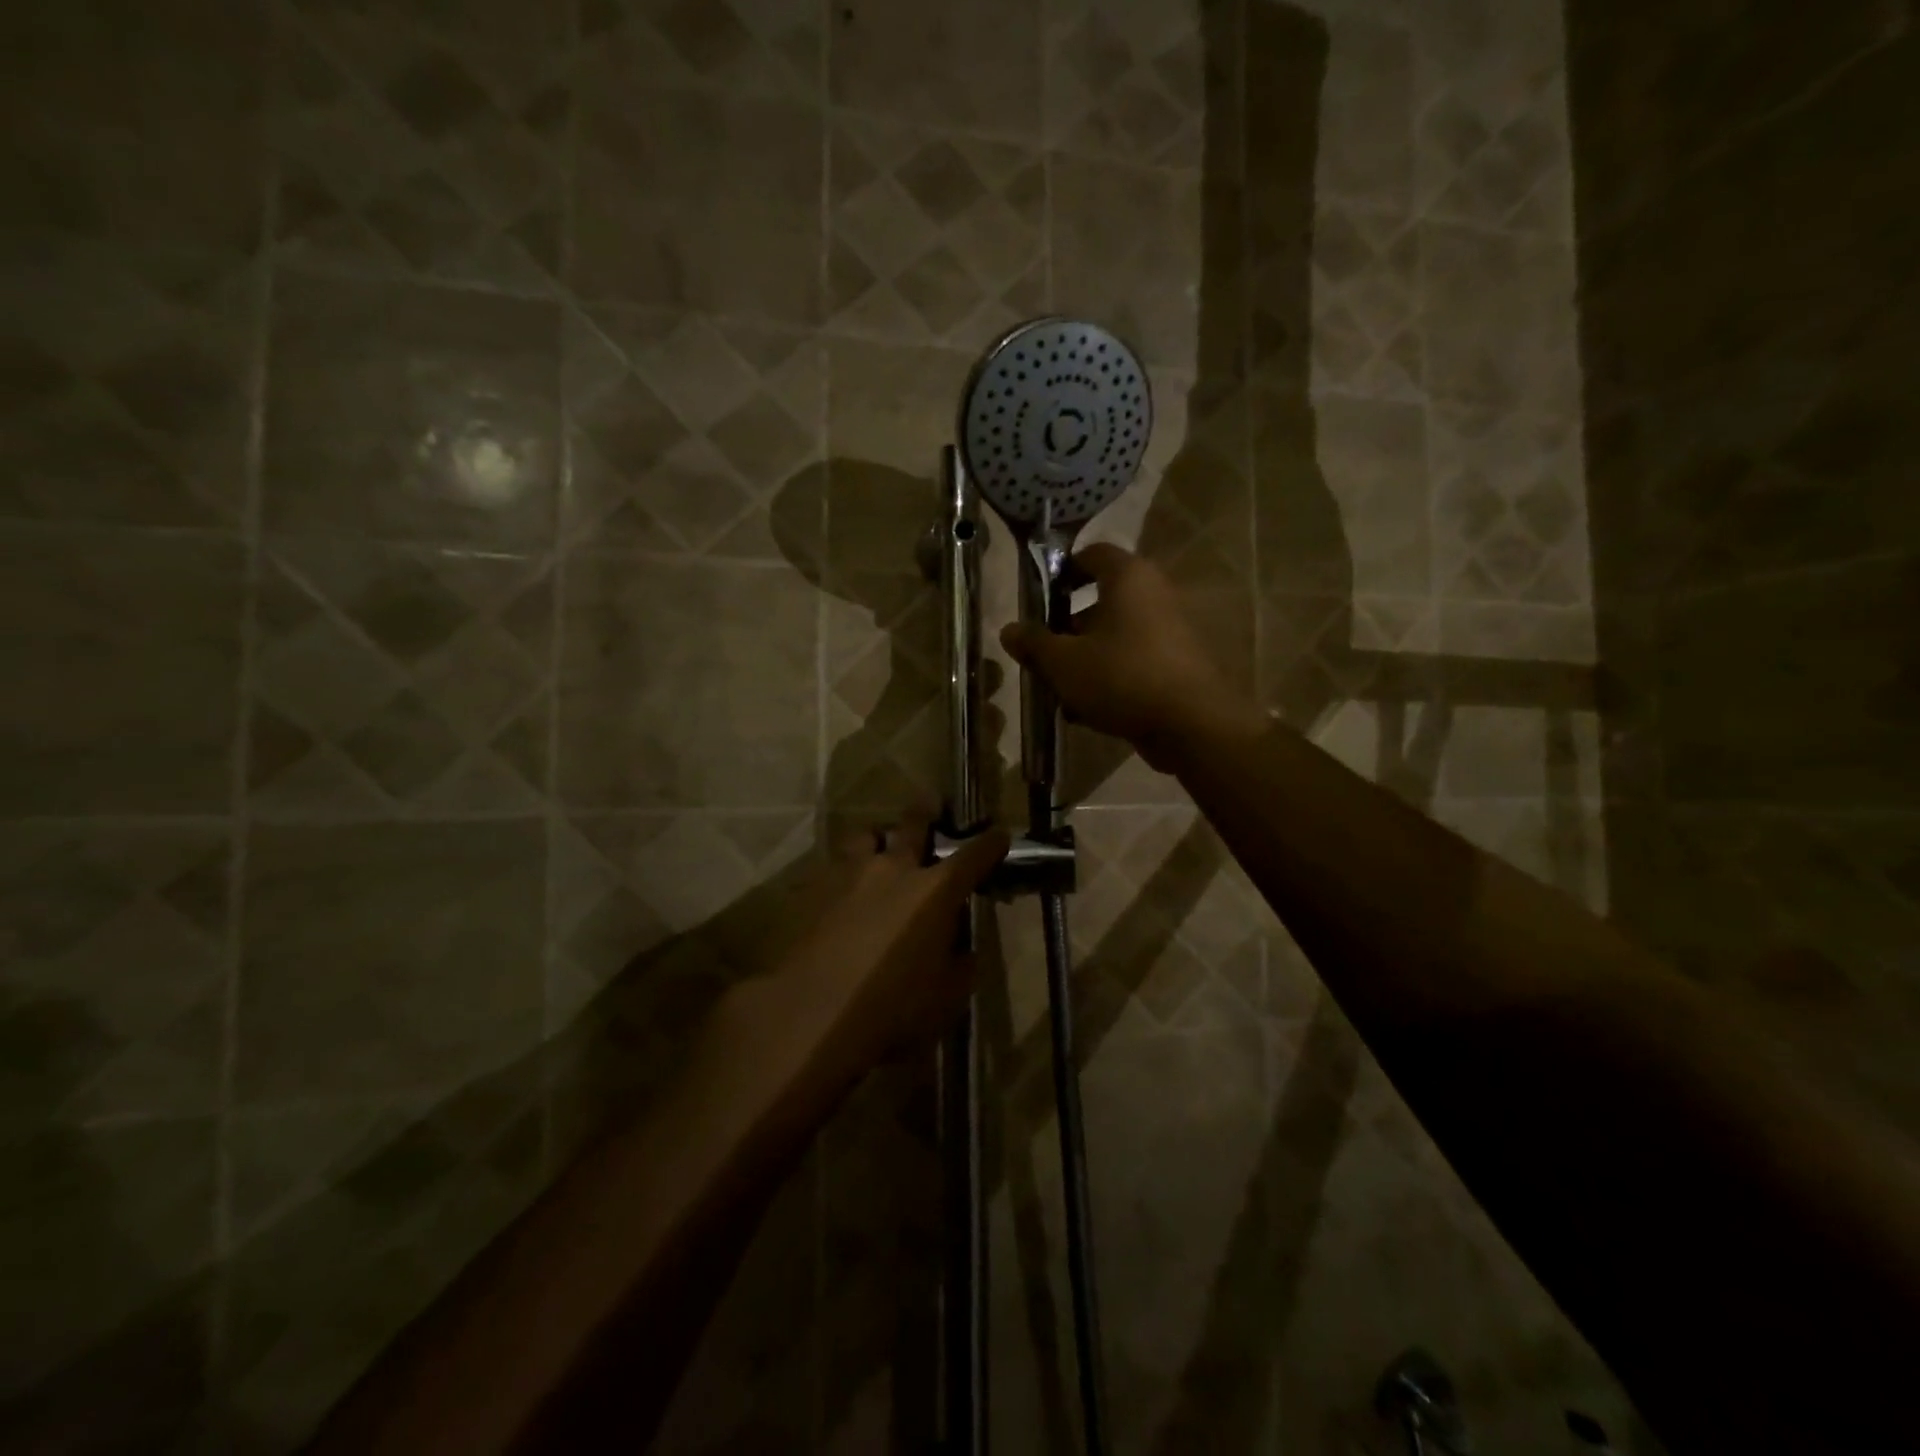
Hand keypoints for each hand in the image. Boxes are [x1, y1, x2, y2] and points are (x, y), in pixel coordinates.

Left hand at [769, 814, 1008, 1076]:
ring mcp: (851, 875)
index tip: (999, 835)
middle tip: (930, 808)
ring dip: (878, 838)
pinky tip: (844, 888)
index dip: (990, 845)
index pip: (973, 856)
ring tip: (879, 845)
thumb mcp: (948, 996)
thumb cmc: (894, 1007)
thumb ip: (960, 965)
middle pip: (913, 825)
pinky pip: (836, 867)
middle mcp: (895, 869)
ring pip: (866, 836)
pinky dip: (846, 871)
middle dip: (926, 815)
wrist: (814, 1012)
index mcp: (936, 891)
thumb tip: (961, 949)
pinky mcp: (817, 890)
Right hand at [999, 544, 1262, 769]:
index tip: (1041, 598)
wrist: (1190, 724)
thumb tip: (1009, 630)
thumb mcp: (1063, 662)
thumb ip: (1034, 643)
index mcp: (1128, 578)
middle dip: (1068, 627)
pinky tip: (1088, 711)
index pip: (1093, 554)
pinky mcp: (1178, 665)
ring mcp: (1171, 631)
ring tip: (1060, 690)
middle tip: (1044, 652)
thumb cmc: (1120, 677)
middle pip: (1102, 601)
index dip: (1064, 571)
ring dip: (1086, 658)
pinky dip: (1110, 677)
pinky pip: (1134, 661)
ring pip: (1116, 636)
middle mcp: (1155, 594)